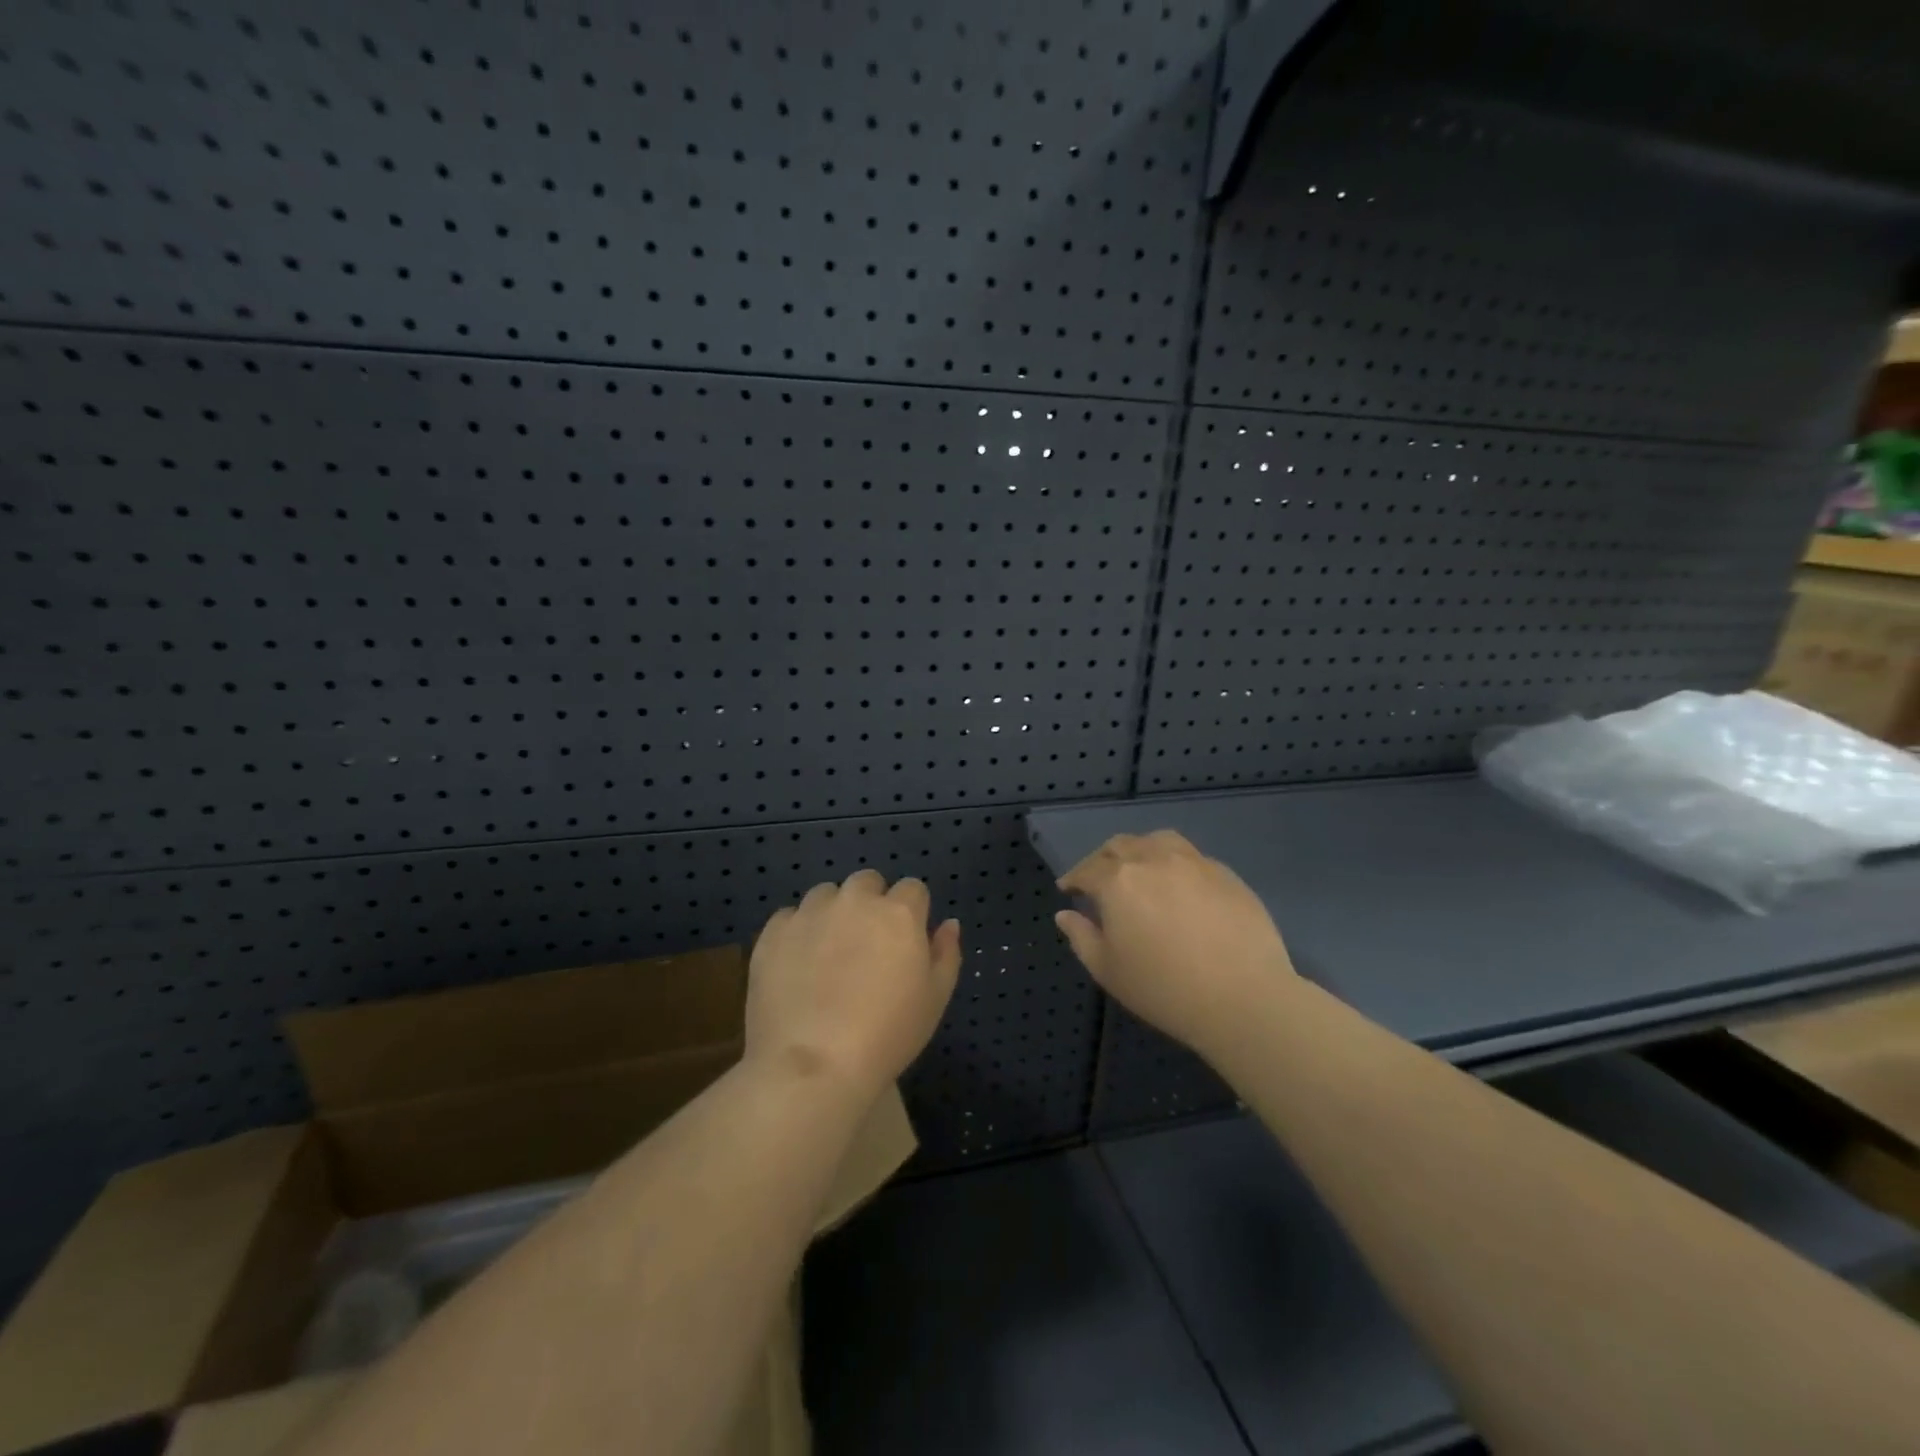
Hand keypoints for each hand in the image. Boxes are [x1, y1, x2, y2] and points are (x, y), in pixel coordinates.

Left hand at [746, 869, 961, 1102]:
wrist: (813, 1066)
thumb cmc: (887, 1035)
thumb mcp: (935, 1000)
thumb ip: (946, 953)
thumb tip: (948, 923)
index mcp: (899, 913)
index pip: (912, 889)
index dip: (911, 912)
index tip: (905, 942)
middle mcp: (854, 901)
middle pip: (867, 883)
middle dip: (870, 904)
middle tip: (866, 946)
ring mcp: (810, 913)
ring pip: (826, 895)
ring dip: (832, 913)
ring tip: (827, 955)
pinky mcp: (773, 932)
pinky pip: (789, 918)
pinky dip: (796, 933)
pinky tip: (796, 968)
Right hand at [1055, 830, 1297, 1062]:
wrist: (1243, 997)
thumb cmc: (1164, 989)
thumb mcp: (1108, 971)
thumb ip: (1081, 937)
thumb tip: (1066, 915)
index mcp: (1118, 881)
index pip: (1086, 870)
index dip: (1073, 878)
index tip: (1068, 889)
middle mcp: (1153, 860)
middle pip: (1120, 846)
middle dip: (1103, 859)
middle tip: (1099, 879)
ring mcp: (1193, 862)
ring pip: (1157, 841)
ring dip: (1140, 851)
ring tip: (1140, 870)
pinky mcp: (1225, 873)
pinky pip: (1191, 857)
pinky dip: (1174, 864)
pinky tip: (1179, 887)